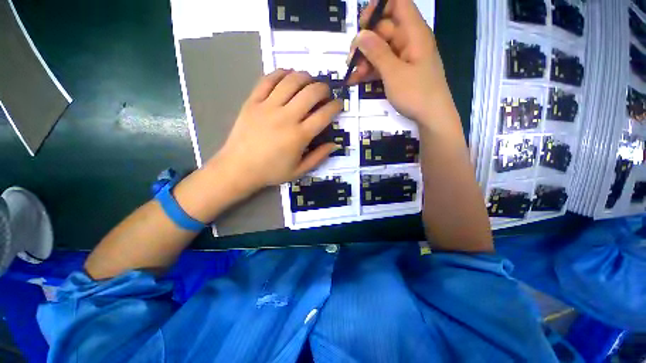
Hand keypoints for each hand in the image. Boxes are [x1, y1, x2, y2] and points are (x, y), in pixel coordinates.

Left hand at [207, 69, 342, 192]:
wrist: (239, 168)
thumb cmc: (271, 171)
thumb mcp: (299, 171)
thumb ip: (319, 157)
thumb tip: (335, 144)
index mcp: (299, 136)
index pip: (324, 114)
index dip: (336, 106)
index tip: (338, 104)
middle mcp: (286, 117)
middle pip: (311, 92)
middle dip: (324, 88)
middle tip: (325, 92)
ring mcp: (268, 107)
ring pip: (291, 81)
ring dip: (305, 77)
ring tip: (309, 81)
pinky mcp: (252, 102)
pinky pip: (268, 80)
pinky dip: (281, 73)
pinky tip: (288, 75)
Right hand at [348, 0, 455, 128]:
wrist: (431, 117)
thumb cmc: (416, 93)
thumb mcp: (394, 73)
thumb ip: (377, 52)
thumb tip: (360, 35)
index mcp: (414, 33)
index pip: (398, 3)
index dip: (379, 7)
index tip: (362, 24)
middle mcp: (409, 41)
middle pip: (384, 29)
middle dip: (365, 42)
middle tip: (351, 60)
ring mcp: (404, 57)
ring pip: (380, 50)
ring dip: (364, 60)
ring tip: (352, 75)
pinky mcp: (399, 71)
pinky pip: (382, 65)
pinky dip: (369, 71)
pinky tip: (356, 80)